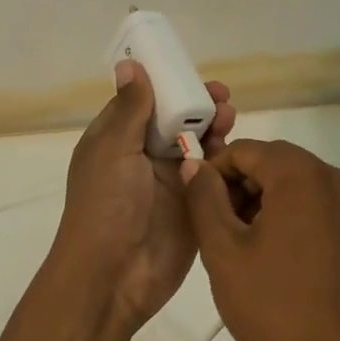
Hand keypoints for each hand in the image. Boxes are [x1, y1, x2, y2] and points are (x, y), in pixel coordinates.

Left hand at [48, 61, 234, 335]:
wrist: (114, 276)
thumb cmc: (106, 206)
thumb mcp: (113, 149)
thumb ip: (131, 108)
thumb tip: (130, 64)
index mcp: (118, 140)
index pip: (146, 102)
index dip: (170, 85)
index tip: (194, 74)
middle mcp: (144, 158)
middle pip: (177, 121)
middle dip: (199, 106)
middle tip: (223, 100)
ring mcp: (171, 183)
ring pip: (199, 146)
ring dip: (214, 130)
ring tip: (229, 120)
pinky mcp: (194, 207)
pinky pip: (213, 178)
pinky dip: (224, 163)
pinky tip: (233, 153)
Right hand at [183, 139, 339, 340]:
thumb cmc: (272, 305)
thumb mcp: (223, 249)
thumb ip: (203, 197)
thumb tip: (194, 164)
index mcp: (302, 174)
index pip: (245, 150)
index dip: (213, 172)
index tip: (196, 207)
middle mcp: (331, 178)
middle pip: (269, 163)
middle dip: (236, 187)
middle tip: (213, 229)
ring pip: (288, 183)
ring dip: (256, 202)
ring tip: (234, 245)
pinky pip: (307, 204)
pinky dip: (280, 215)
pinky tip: (262, 253)